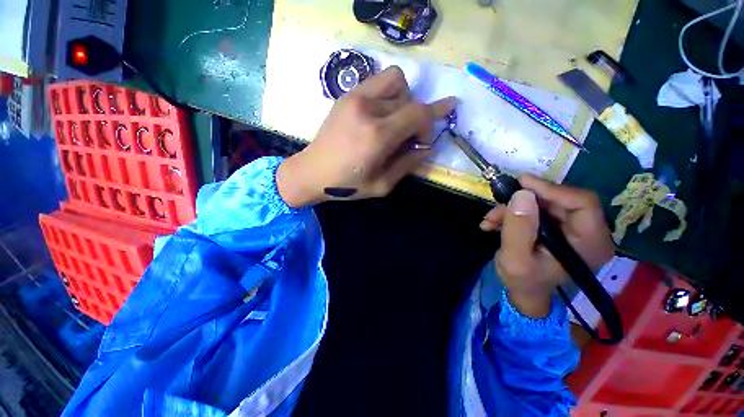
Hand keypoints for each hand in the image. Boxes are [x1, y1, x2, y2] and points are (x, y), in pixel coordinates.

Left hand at [277, 66, 456, 207]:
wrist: (312, 172)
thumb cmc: (347, 185)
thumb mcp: (382, 185)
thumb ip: (408, 164)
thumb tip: (427, 147)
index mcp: (378, 136)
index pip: (418, 113)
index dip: (434, 117)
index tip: (439, 122)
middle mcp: (368, 109)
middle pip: (409, 98)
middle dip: (418, 117)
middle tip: (409, 137)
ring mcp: (355, 98)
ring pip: (395, 80)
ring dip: (404, 98)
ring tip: (395, 121)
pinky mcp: (346, 95)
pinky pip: (377, 82)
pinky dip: (388, 93)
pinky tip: (380, 114)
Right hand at [480, 174, 614, 317]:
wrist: (524, 293)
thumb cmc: (523, 281)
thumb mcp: (515, 258)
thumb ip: (518, 228)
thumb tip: (521, 194)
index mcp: (590, 243)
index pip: (582, 202)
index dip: (551, 189)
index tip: (521, 183)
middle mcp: (588, 232)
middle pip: (558, 200)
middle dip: (522, 201)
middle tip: (497, 206)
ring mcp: (572, 229)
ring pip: (543, 204)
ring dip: (512, 208)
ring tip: (490, 220)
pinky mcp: (557, 227)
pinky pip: (536, 210)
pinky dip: (513, 213)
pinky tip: (494, 223)